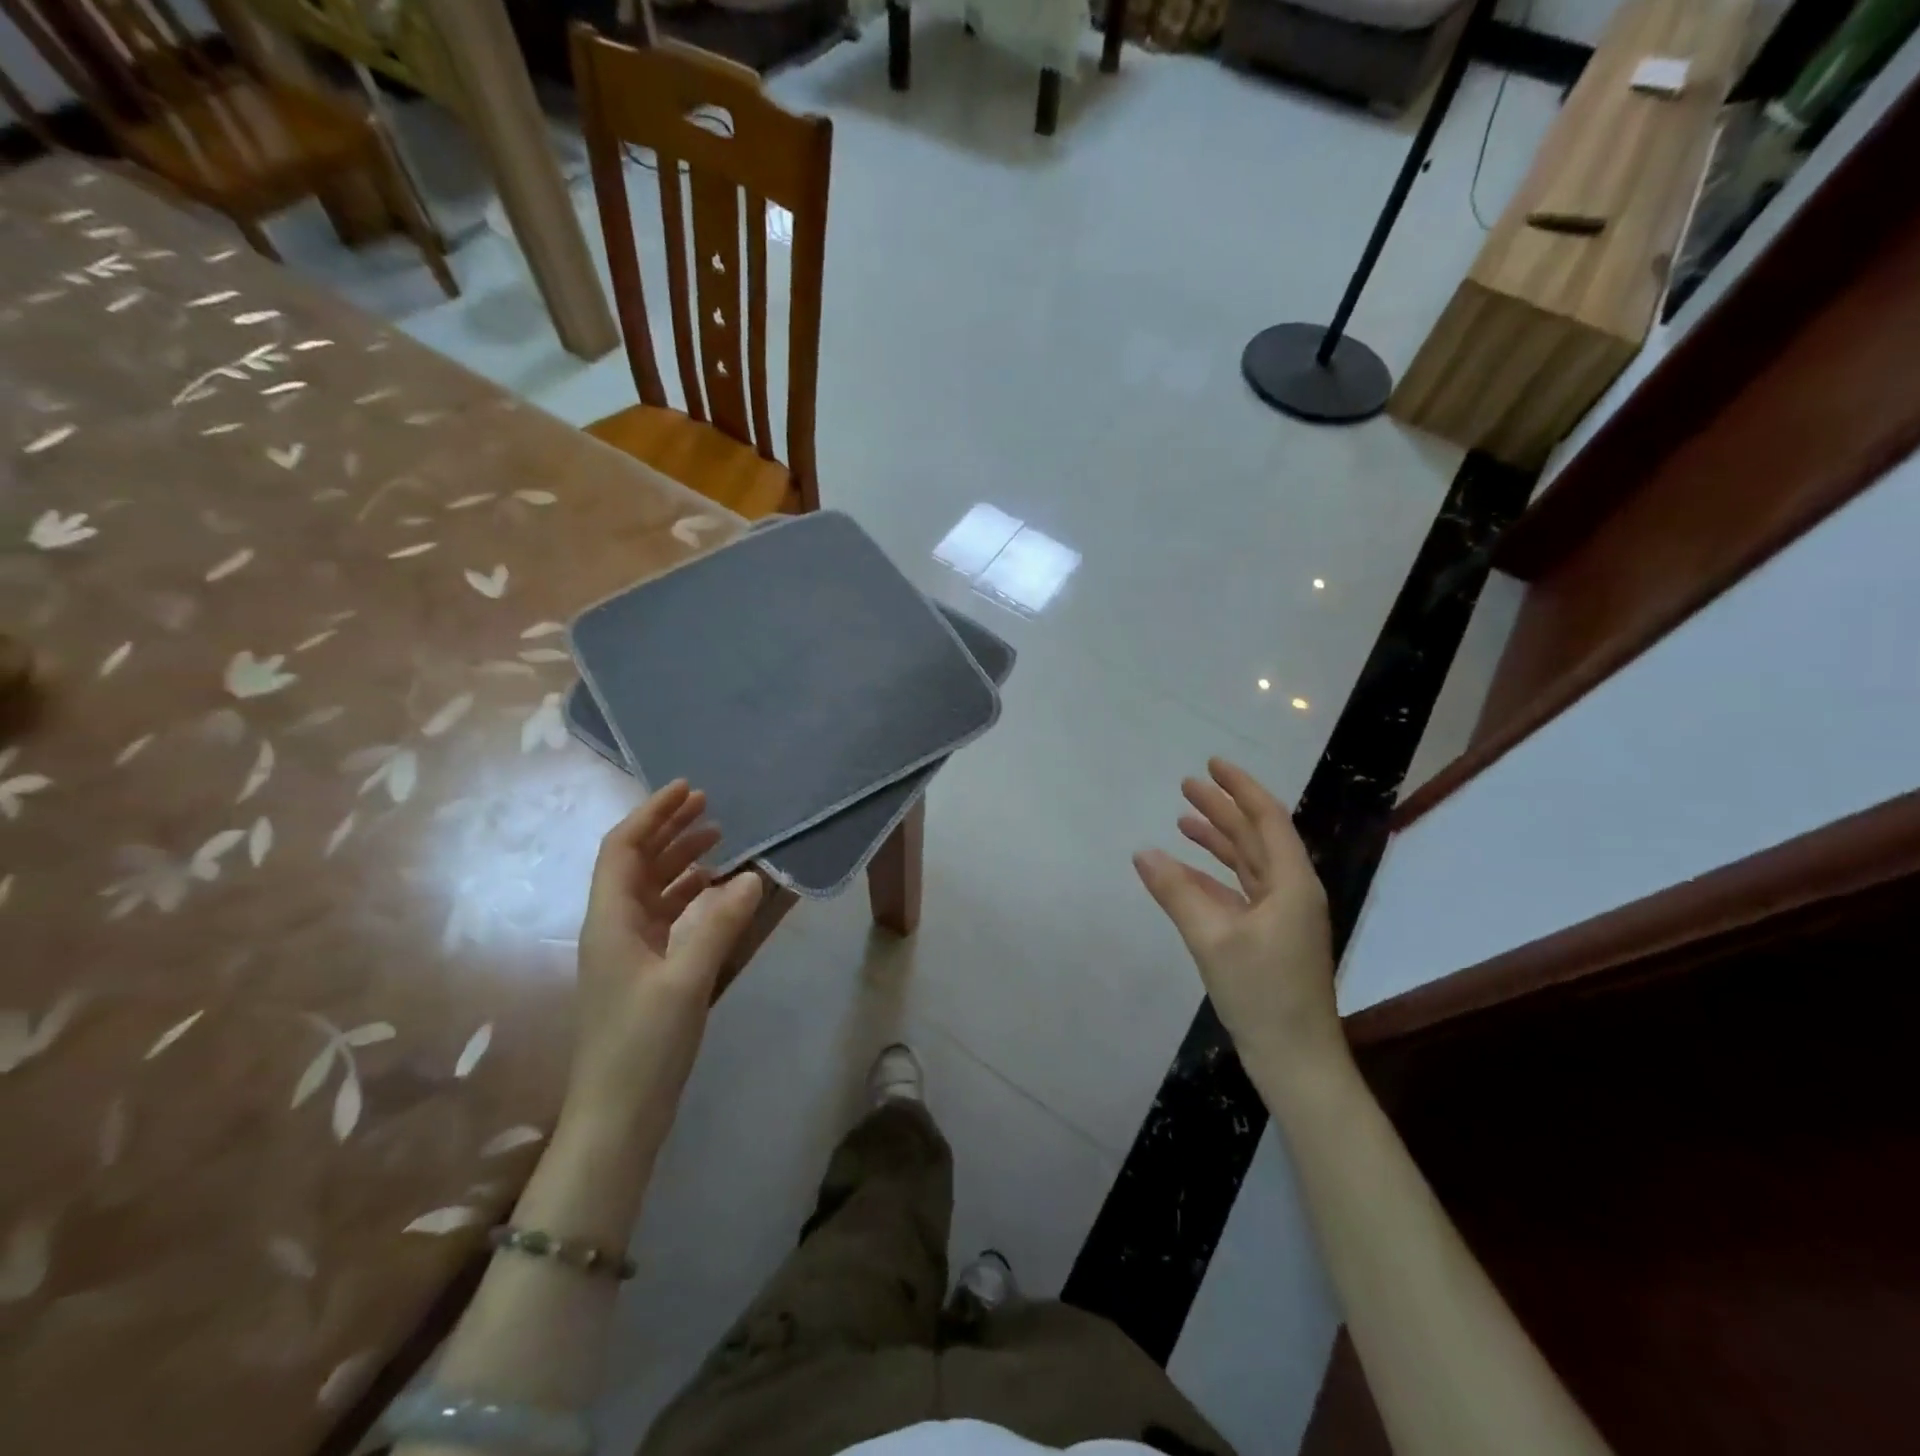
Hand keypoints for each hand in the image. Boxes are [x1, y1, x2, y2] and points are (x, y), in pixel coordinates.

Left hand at [569, 781, 763, 1138]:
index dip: (651, 814)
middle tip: (708, 806)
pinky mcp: (643, 972)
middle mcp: (612, 927)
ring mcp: (626, 951)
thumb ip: (718, 924)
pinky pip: (664, 916)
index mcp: (610, 921)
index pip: (622, 849)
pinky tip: (714, 890)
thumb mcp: (686, 981)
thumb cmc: (644, 1045)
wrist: (618, 1117)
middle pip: (635, 863)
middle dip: (668, 829)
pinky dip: (687, 894)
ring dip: (679, 859)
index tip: (687, 789)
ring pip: (651, 888)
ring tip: (717, 839)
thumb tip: (752, 876)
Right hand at [1134, 758, 1346, 1093]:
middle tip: (1187, 785)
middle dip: (1223, 808)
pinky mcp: (1269, 937)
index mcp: (1292, 883)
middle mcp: (1291, 892)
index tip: (1211, 764)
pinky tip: (1186, 871)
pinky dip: (1213, 876)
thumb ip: (1176, 892)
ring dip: (1218, 840)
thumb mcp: (1212, 939)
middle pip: (1256, 836)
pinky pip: (1239, 891)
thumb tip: (1143, 853)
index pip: (1266, 819)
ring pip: (1248, 863)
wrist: (1296, 1059)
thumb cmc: (1262, 993)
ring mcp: (1282, 916)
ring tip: (1183, 820)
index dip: (1240, 787)